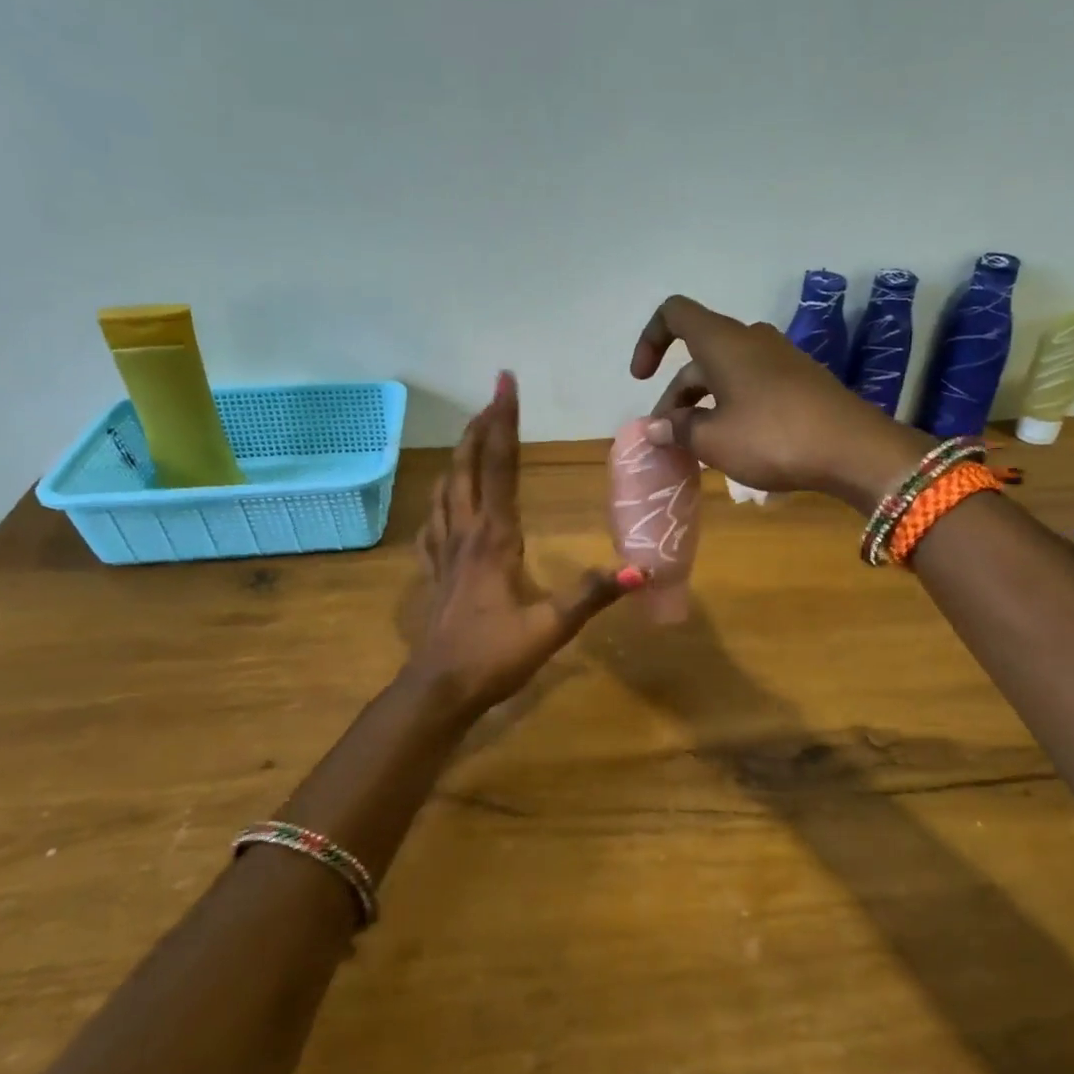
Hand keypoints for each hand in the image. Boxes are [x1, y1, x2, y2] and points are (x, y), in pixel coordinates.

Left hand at [409, 372, 640, 713]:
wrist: (438, 690)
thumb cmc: (494, 657)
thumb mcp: (551, 628)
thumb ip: (592, 596)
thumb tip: (639, 570)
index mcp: (495, 538)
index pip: (500, 467)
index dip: (504, 423)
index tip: (505, 383)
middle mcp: (466, 534)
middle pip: (469, 468)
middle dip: (480, 426)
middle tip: (492, 394)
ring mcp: (445, 552)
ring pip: (447, 489)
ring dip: (459, 455)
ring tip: (470, 433)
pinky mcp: (435, 573)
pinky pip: (433, 524)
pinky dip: (438, 500)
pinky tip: (440, 502)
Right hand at [630, 295, 932, 512]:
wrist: (854, 450)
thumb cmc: (772, 438)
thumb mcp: (714, 440)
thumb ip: (678, 430)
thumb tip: (655, 427)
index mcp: (723, 342)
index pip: (674, 314)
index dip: (650, 340)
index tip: (642, 378)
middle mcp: (750, 340)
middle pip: (699, 355)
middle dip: (676, 395)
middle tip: (668, 438)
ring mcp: (780, 359)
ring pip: (726, 373)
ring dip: (703, 405)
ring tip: (697, 448)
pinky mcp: (800, 381)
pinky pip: (751, 385)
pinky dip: (731, 407)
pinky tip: (734, 444)